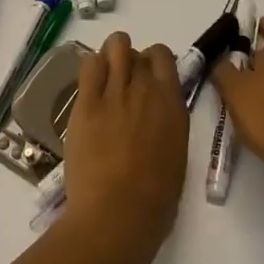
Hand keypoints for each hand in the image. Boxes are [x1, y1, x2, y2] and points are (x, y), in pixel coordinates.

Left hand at [61, 31, 188, 263]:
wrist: (117, 217)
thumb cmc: (154, 203)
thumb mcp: (176, 156)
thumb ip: (168, 125)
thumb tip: (158, 115)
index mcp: (172, 105)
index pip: (164, 56)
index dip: (153, 62)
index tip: (147, 78)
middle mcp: (146, 90)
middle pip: (137, 52)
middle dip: (130, 62)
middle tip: (123, 86)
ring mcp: (115, 93)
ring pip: (115, 46)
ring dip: (111, 56)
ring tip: (105, 78)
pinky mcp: (87, 103)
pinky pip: (89, 65)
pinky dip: (91, 68)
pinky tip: (90, 87)